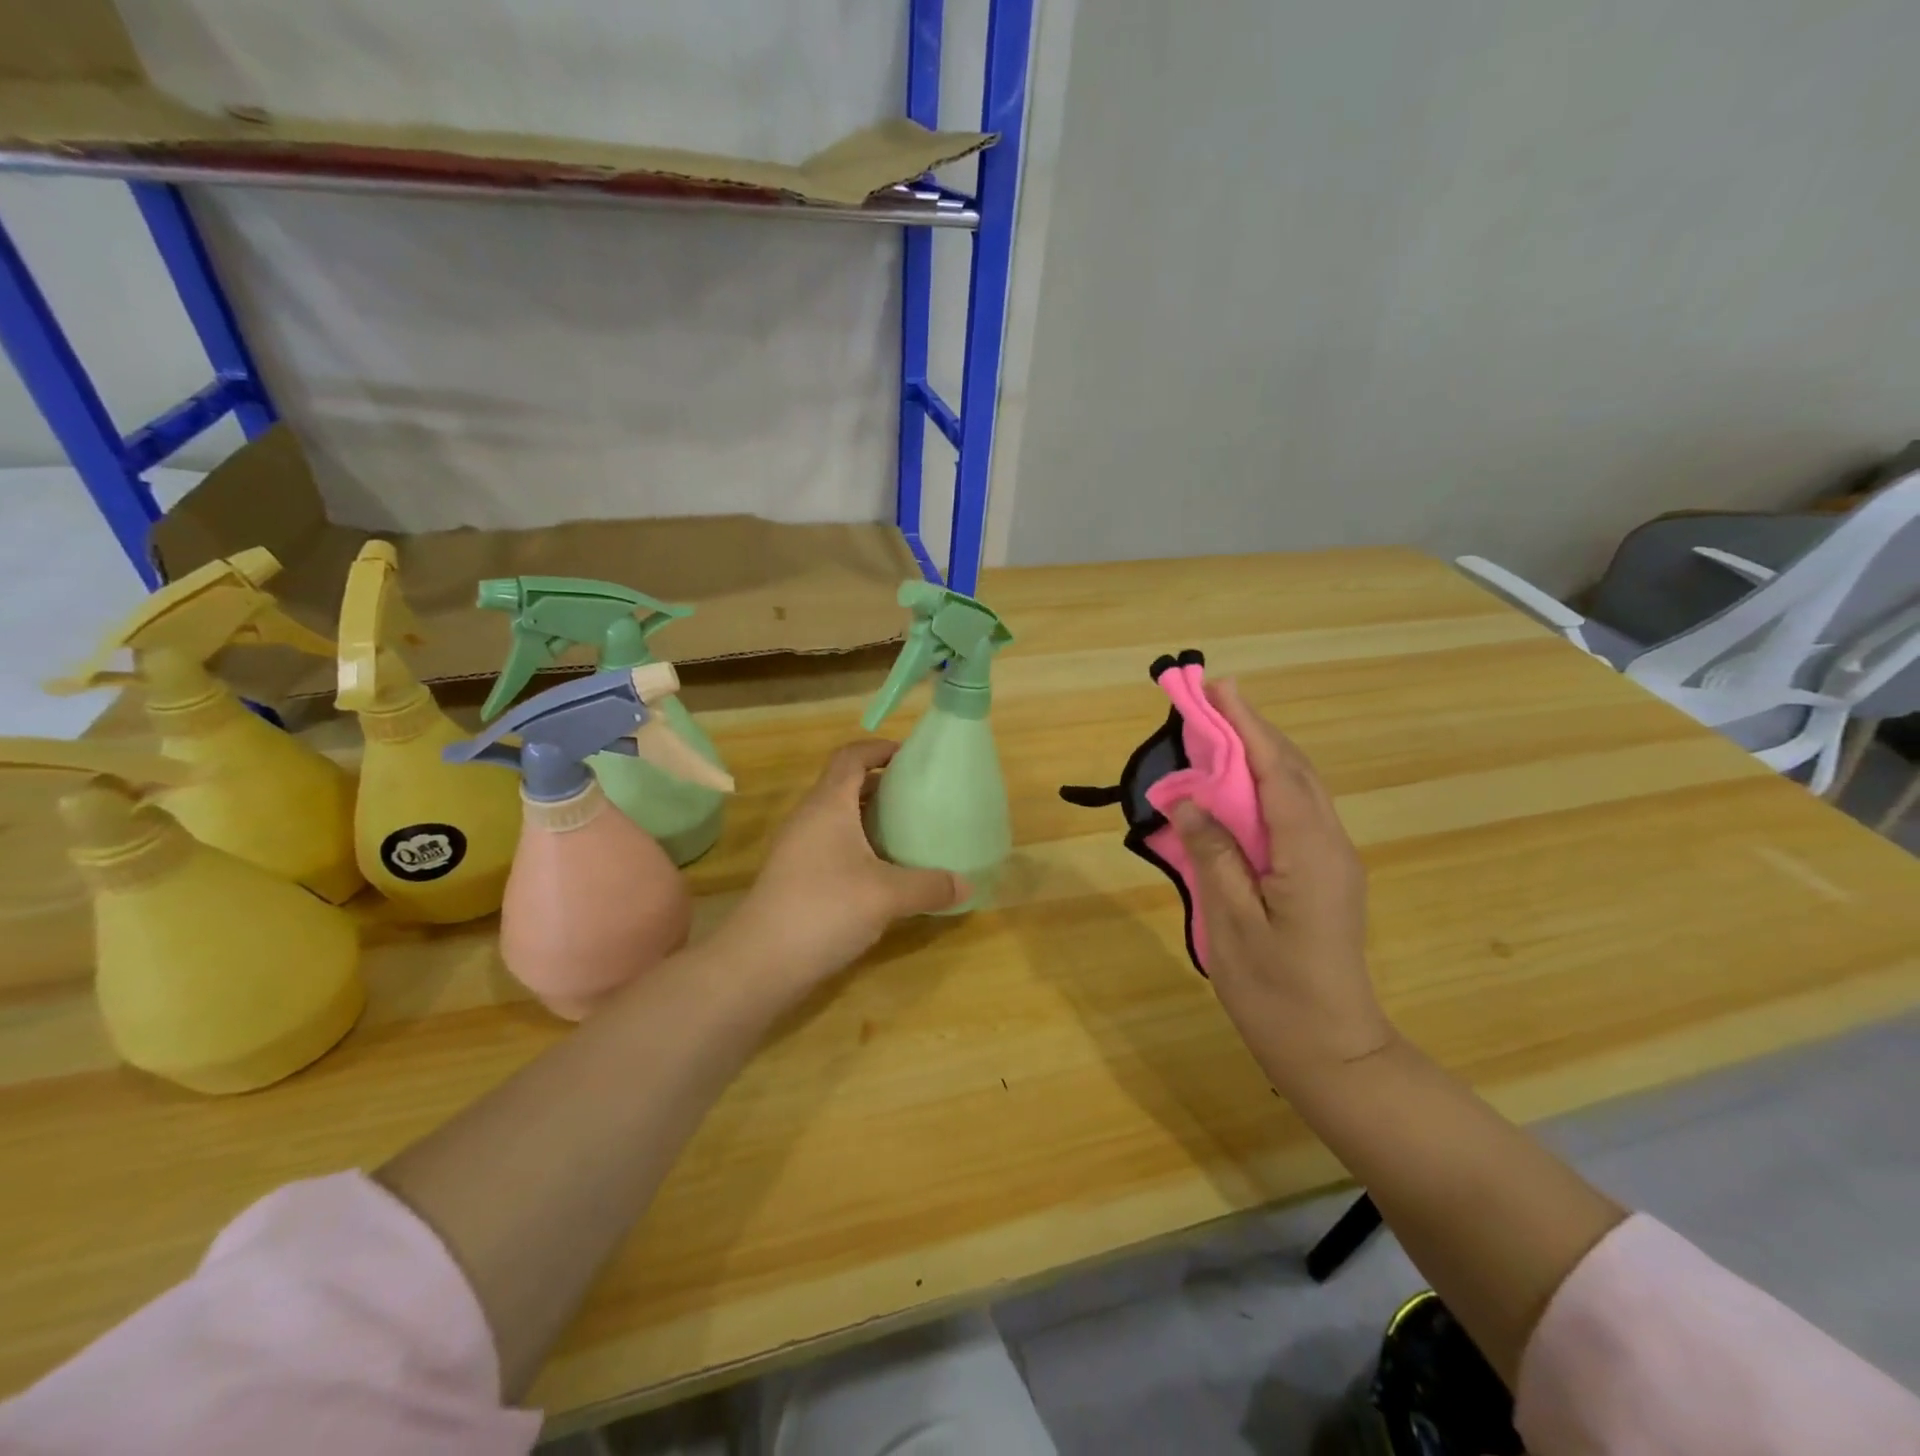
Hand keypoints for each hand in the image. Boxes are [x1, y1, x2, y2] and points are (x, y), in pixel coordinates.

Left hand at [722, 739, 964, 991]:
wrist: (760, 962)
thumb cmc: (825, 908)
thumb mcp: (888, 895)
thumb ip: (930, 886)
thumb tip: (967, 885)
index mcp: (828, 805)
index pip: (851, 756)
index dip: (879, 748)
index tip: (911, 757)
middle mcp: (810, 818)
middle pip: (846, 785)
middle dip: (882, 785)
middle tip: (920, 797)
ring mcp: (799, 848)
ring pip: (839, 818)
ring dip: (871, 818)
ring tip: (908, 832)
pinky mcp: (796, 876)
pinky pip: (832, 845)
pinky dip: (860, 846)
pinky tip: (884, 872)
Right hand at [1170, 680, 1391, 1086]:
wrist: (1335, 1051)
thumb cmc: (1278, 992)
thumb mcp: (1233, 923)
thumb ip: (1213, 855)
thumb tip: (1190, 801)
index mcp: (1309, 852)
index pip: (1276, 771)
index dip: (1248, 725)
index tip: (1220, 687)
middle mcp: (1330, 845)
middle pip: (1294, 770)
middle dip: (1255, 730)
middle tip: (1212, 701)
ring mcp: (1334, 861)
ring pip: (1299, 790)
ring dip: (1262, 755)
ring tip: (1221, 734)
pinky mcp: (1327, 876)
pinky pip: (1296, 814)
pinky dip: (1267, 787)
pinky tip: (1239, 790)